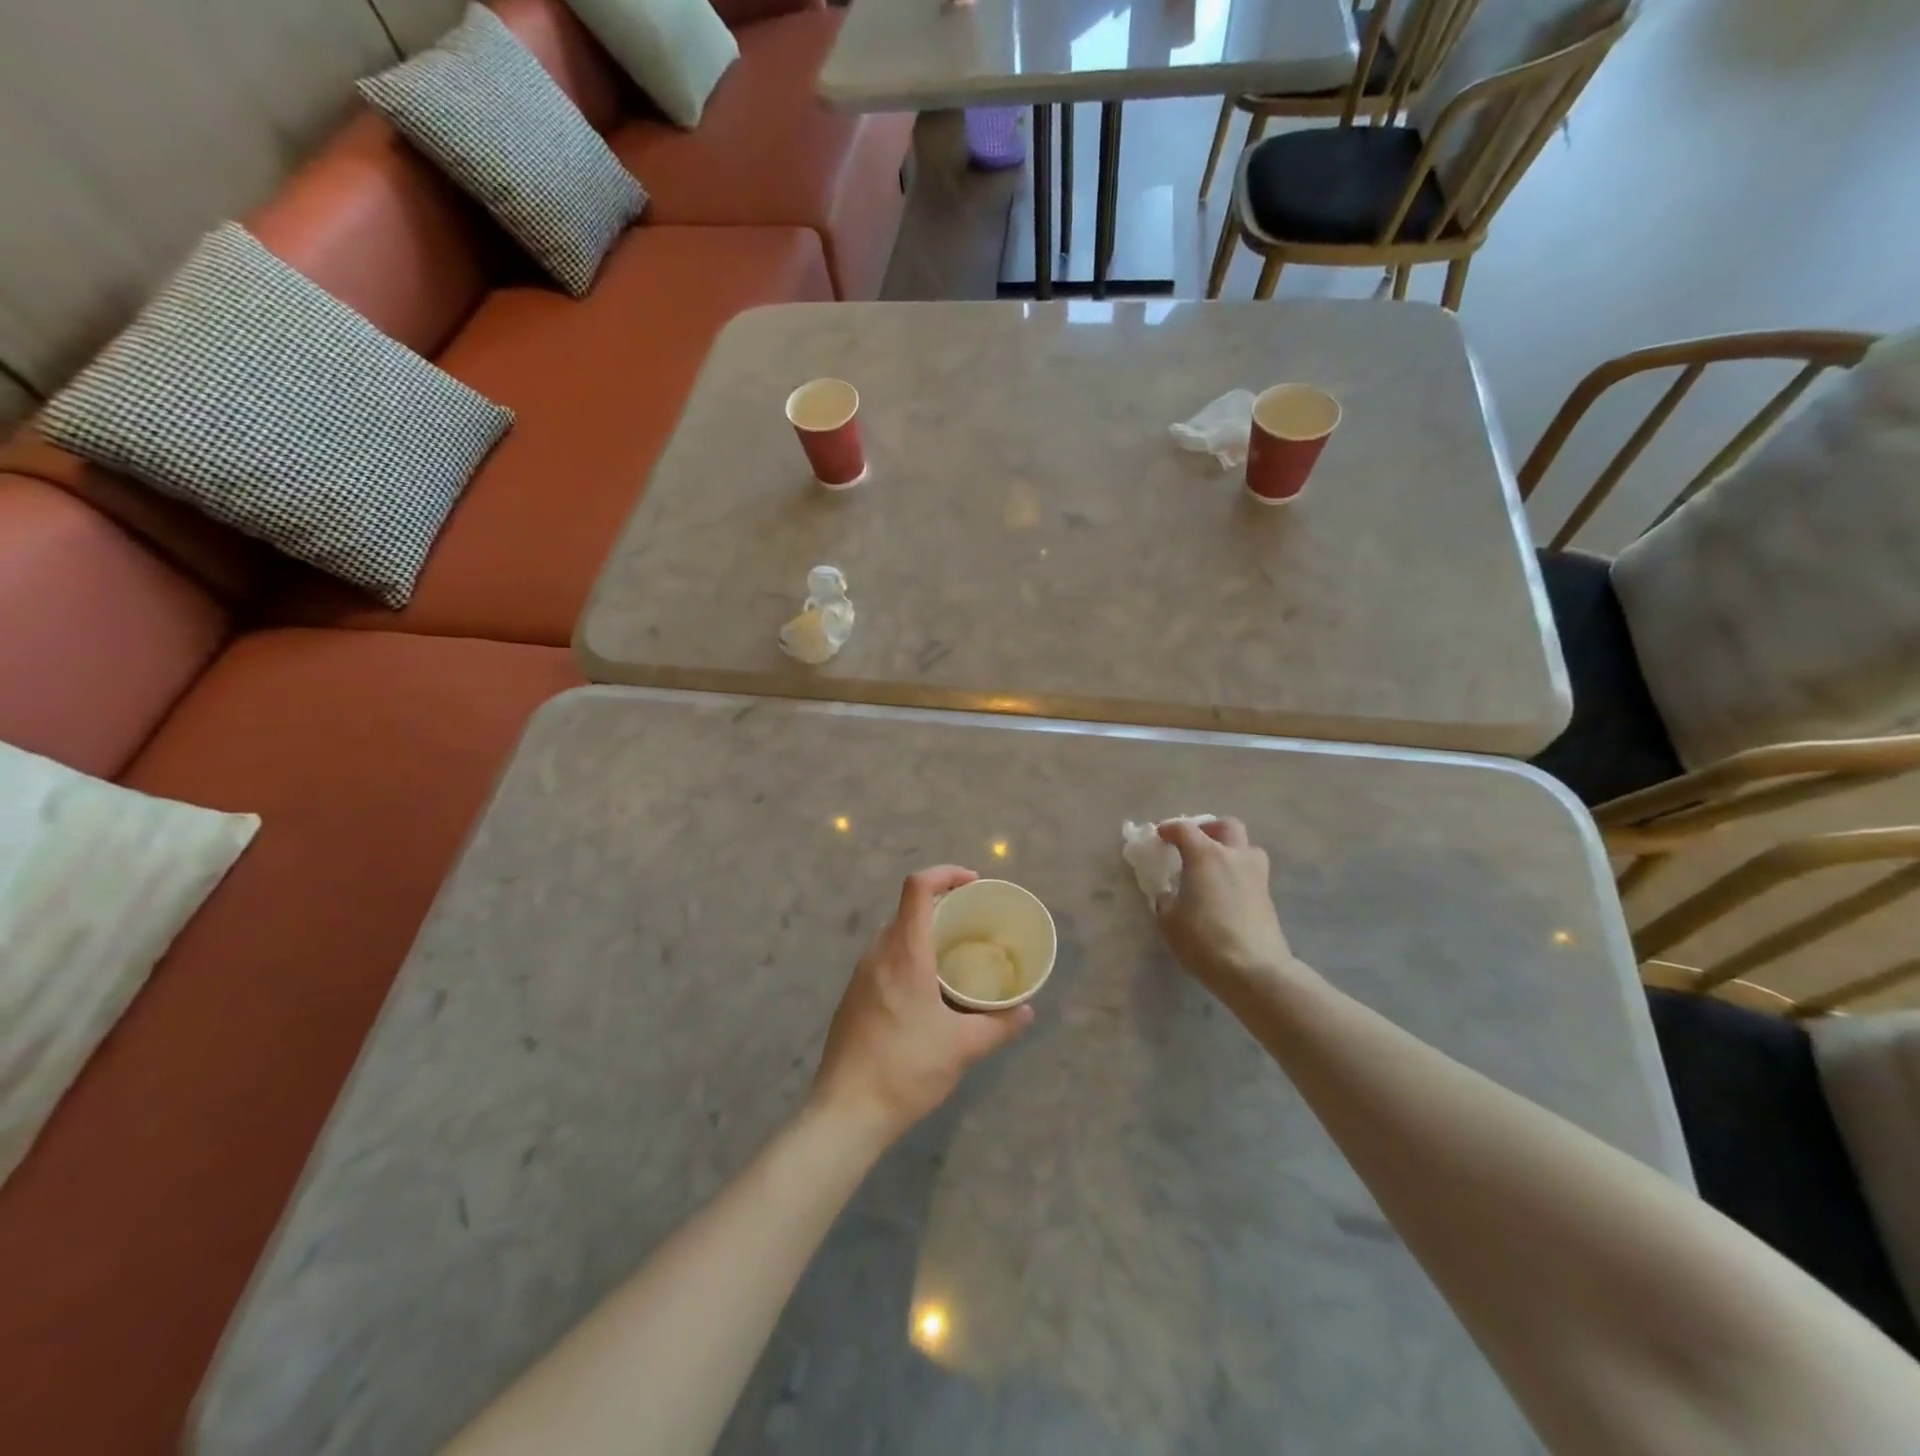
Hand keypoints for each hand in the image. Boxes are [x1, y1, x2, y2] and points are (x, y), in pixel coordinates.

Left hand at [810, 866, 1033, 1148]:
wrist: (846, 1112)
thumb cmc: (906, 1070)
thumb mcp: (963, 1048)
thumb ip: (1000, 1025)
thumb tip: (1026, 1011)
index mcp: (904, 954)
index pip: (917, 888)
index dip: (945, 873)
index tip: (972, 883)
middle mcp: (877, 954)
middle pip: (906, 909)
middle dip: (941, 905)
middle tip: (971, 923)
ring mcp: (860, 975)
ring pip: (893, 935)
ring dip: (923, 933)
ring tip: (953, 956)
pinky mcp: (852, 997)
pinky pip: (883, 959)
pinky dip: (908, 956)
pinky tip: (926, 990)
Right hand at [1155, 817, 1302, 996]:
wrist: (1254, 970)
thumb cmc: (1203, 940)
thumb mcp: (1169, 922)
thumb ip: (1166, 902)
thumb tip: (1170, 895)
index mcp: (1205, 856)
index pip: (1185, 829)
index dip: (1169, 829)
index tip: (1160, 836)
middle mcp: (1234, 857)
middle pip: (1227, 826)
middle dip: (1209, 828)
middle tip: (1195, 842)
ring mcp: (1256, 875)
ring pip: (1247, 847)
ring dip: (1231, 849)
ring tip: (1215, 867)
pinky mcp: (1268, 897)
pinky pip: (1252, 872)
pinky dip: (1238, 873)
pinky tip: (1226, 893)